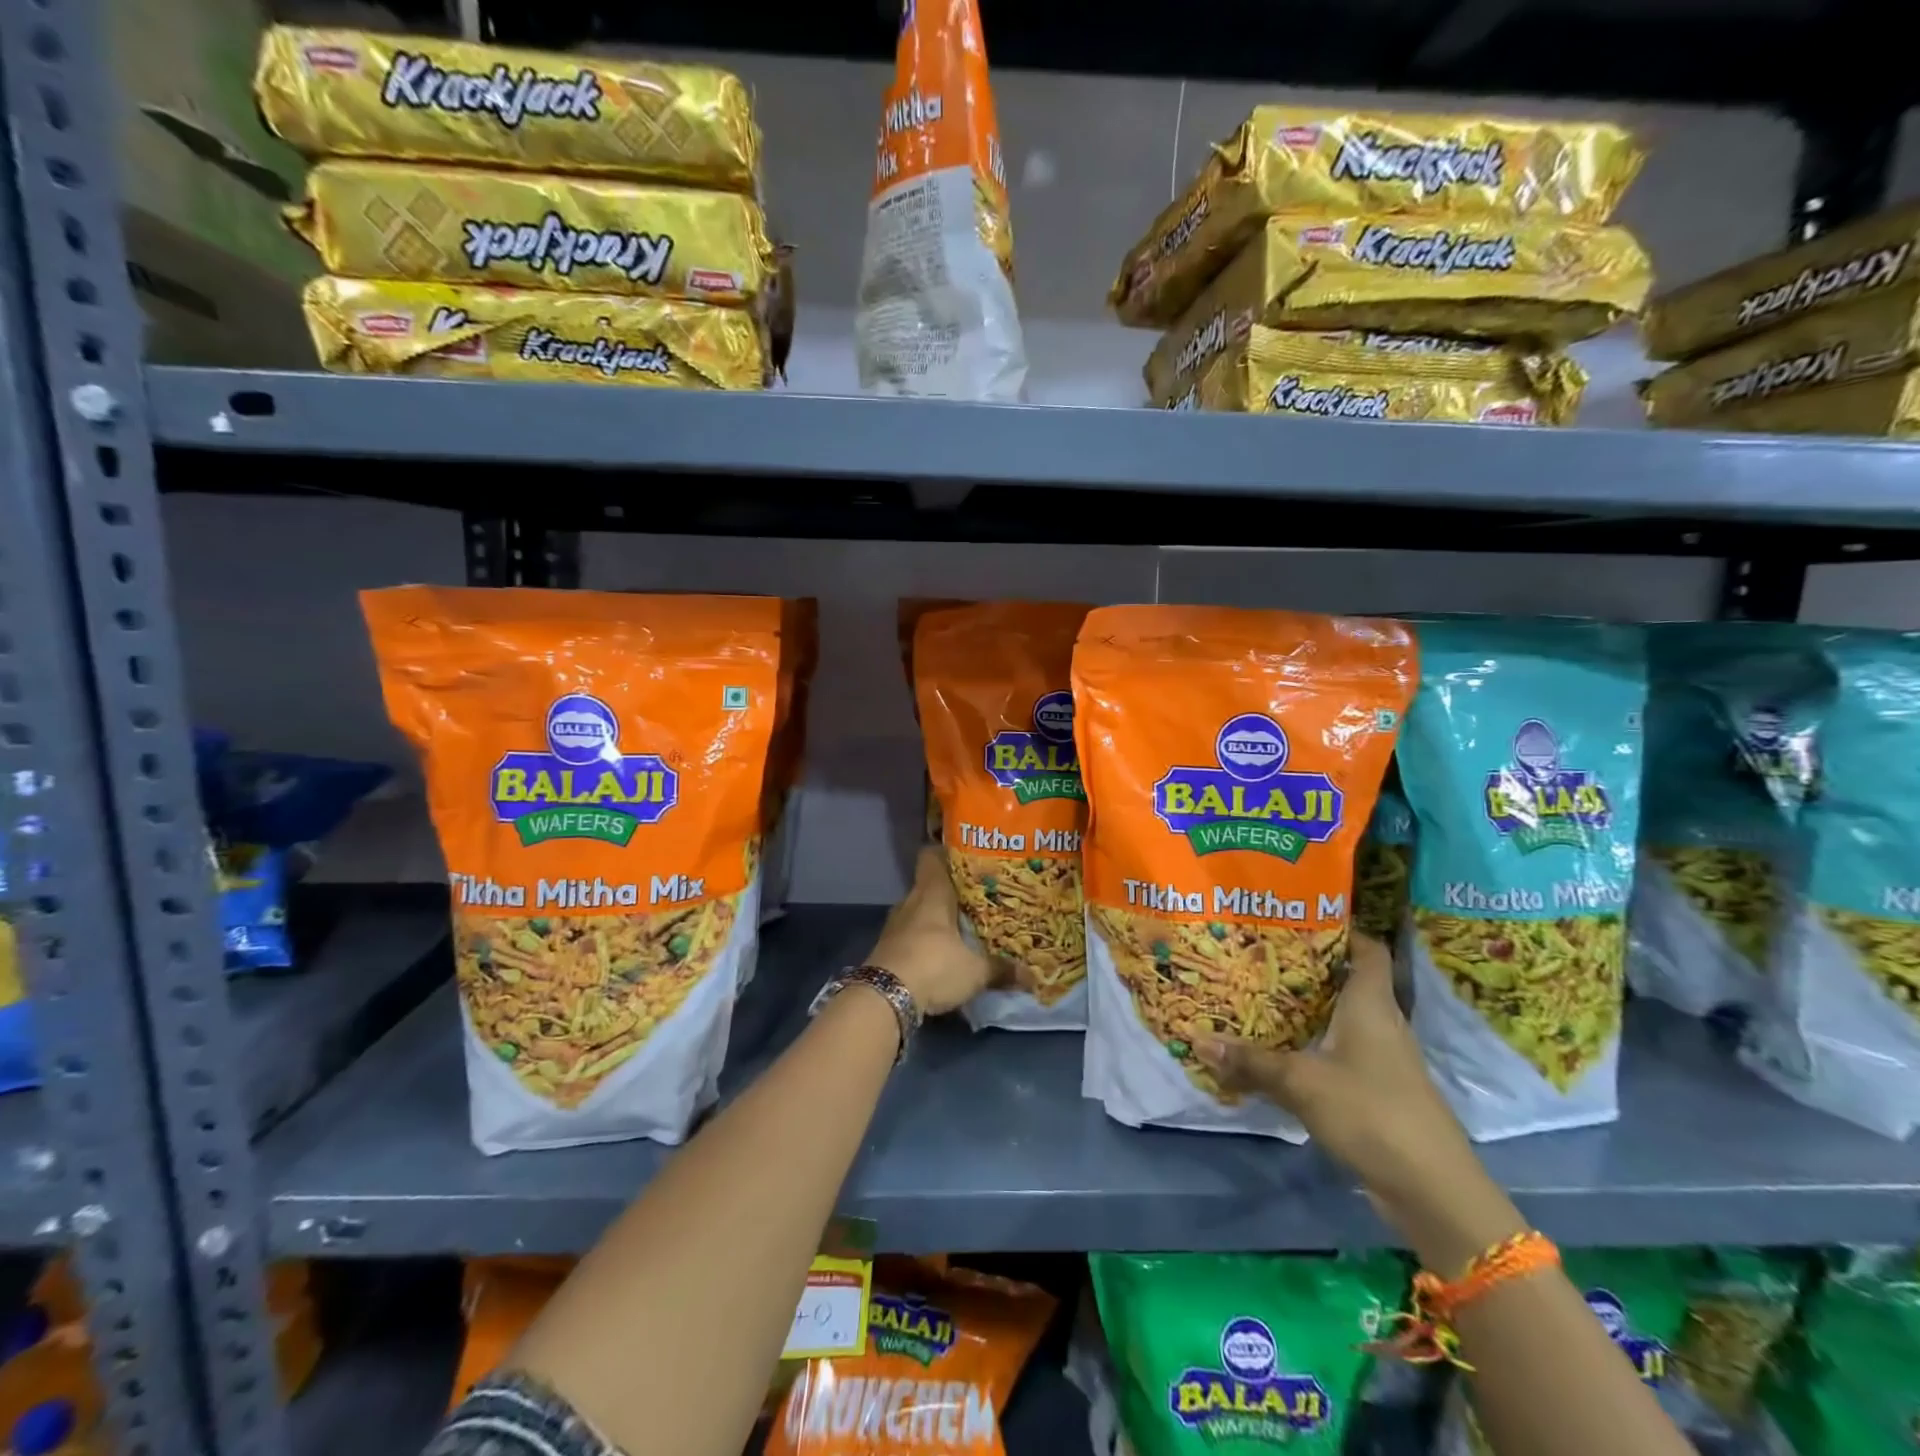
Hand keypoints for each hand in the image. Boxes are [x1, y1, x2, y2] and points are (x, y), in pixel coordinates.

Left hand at [865, 848, 998, 1015]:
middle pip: (929, 885)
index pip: (931, 856)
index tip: (968, 860)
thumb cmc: (934, 966)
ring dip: (936, 919)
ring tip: (961, 927)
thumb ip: (1001, 969)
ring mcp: (894, 925)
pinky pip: (909, 934)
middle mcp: (910, 902)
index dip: (947, 854)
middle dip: (950, 892)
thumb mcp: (975, 971)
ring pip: (918, 911)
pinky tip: (940, 953)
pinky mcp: (886, 948)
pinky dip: (923, 940)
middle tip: (976, 899)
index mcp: (931, 893)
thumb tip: (1031, 976)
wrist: (884, 998)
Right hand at [1192, 933, 1523, 1268]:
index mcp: (1371, 1004)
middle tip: (1258, 952)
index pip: (1368, 949)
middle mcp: (1381, 1024)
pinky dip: (1312, 1044)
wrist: (1433, 1190)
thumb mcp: (1302, 1083)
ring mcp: (1382, 1060)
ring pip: (1341, 1018)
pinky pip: (1339, 1052)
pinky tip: (1280, 1049)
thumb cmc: (1372, 1113)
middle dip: (1307, 967)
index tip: (1300, 916)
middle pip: (1347, 981)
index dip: (1342, 928)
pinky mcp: (1377, 1091)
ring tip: (1259, 994)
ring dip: (1307, 1009)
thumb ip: (1251, 1062)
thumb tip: (1196, 1039)